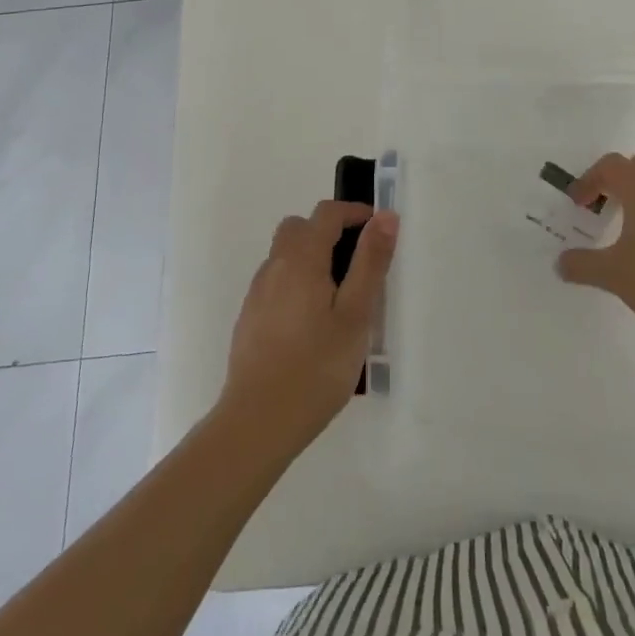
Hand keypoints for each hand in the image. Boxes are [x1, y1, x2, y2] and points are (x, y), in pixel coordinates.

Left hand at [220, 200, 398, 450]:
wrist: (257, 423)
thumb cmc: (315, 368)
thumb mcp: (355, 315)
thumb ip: (370, 263)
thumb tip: (384, 217)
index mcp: (301, 258)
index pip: (326, 214)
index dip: (354, 212)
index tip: (377, 228)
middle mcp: (274, 266)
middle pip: (300, 228)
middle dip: (329, 231)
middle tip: (357, 261)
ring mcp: (257, 292)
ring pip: (285, 254)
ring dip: (311, 256)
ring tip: (339, 295)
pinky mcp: (249, 318)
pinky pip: (276, 281)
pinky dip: (297, 281)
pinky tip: (311, 322)